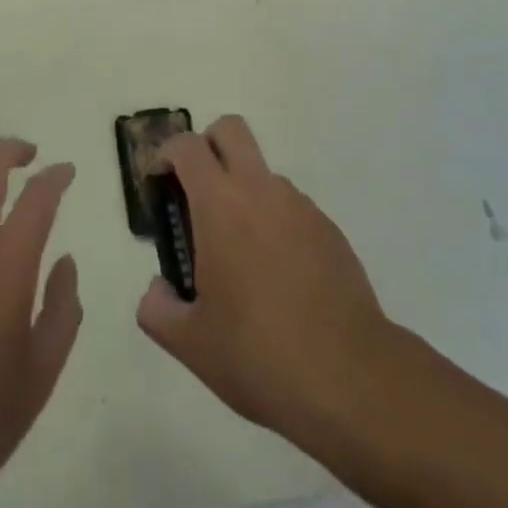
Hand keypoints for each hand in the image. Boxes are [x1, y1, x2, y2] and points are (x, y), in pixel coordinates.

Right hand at [135, 116, 391, 443]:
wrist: (349, 378)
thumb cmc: (258, 354)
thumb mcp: (190, 344)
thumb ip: (157, 309)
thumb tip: (158, 289)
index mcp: (220, 204)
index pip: (187, 146)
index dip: (166, 154)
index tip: (159, 184)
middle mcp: (260, 189)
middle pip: (230, 130)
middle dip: (207, 146)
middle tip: (196, 193)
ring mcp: (300, 206)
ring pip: (262, 172)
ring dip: (242, 192)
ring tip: (239, 257)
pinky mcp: (329, 229)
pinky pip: (291, 208)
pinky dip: (274, 223)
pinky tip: (277, 278)